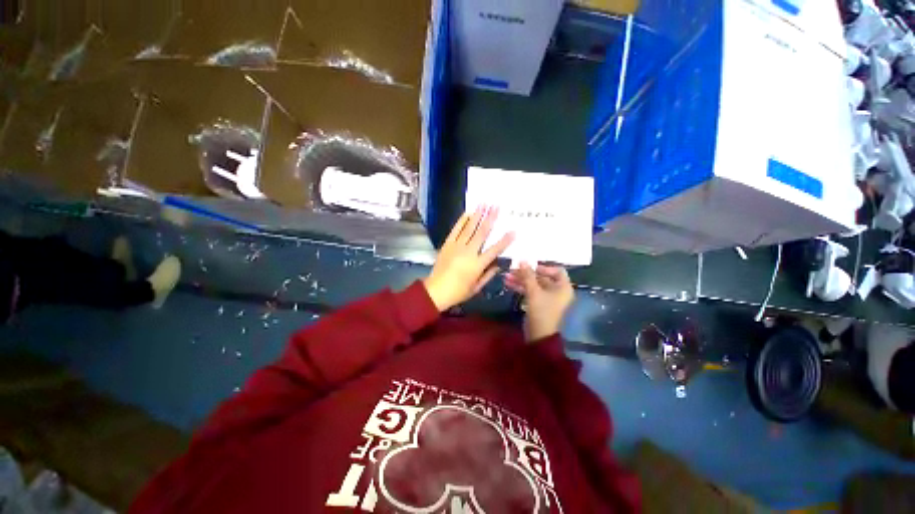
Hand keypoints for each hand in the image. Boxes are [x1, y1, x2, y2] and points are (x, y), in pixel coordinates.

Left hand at [423, 206, 513, 310]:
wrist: (436, 290)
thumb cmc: (458, 292)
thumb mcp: (477, 287)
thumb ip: (488, 275)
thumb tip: (498, 264)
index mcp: (477, 264)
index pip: (495, 250)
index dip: (505, 240)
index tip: (513, 231)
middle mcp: (468, 252)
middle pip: (482, 233)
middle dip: (490, 218)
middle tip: (497, 206)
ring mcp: (457, 246)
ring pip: (469, 228)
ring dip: (477, 215)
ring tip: (484, 203)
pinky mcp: (448, 244)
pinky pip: (456, 230)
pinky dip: (462, 221)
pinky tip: (468, 213)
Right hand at [504, 264, 574, 341]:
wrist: (538, 335)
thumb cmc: (541, 311)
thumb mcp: (534, 291)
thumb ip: (528, 275)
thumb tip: (522, 260)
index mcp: (563, 287)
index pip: (557, 270)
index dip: (543, 267)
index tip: (530, 267)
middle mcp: (557, 291)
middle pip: (542, 277)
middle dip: (526, 273)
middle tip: (512, 269)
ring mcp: (547, 297)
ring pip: (534, 284)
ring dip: (521, 280)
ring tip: (506, 276)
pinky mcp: (538, 303)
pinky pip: (530, 291)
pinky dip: (521, 287)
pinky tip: (508, 283)